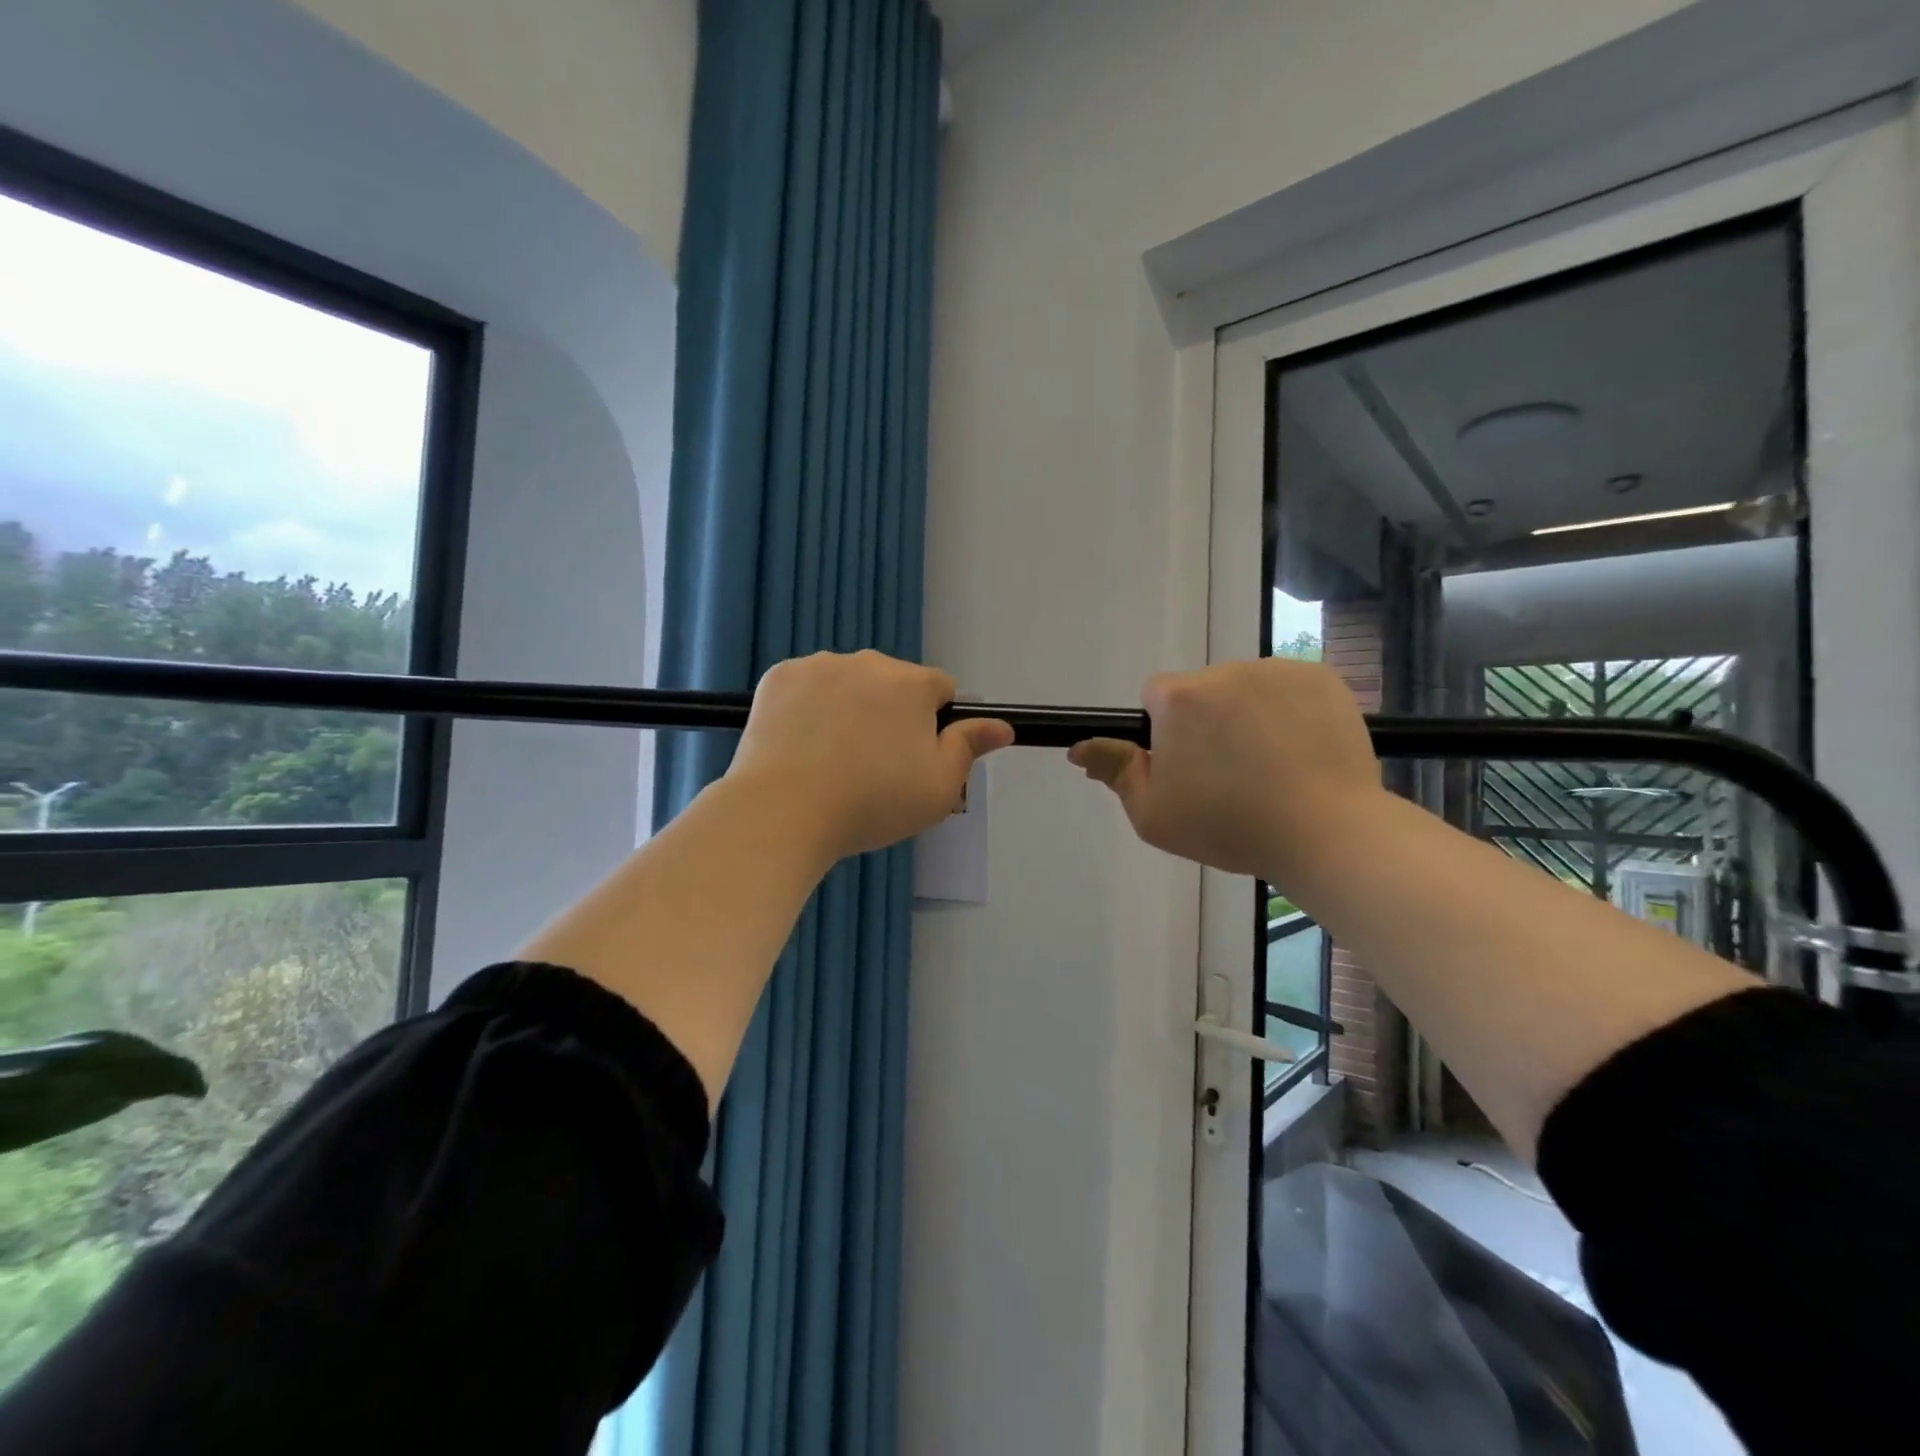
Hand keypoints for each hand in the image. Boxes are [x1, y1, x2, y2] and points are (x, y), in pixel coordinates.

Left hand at [727, 650, 1013, 862]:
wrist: (784, 811)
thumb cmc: (872, 803)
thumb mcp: (939, 788)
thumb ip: (970, 747)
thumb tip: (1002, 726)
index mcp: (912, 684)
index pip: (941, 689)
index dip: (935, 724)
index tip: (915, 758)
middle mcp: (868, 662)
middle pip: (893, 684)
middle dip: (891, 714)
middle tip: (873, 766)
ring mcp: (818, 665)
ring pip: (849, 683)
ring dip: (850, 707)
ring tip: (831, 758)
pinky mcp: (778, 677)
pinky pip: (807, 686)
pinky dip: (809, 707)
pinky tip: (800, 744)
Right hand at [1068, 658, 1380, 882]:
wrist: (1326, 832)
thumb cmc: (1229, 826)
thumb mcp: (1153, 814)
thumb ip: (1115, 771)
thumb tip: (1079, 746)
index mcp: (1179, 698)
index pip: (1155, 697)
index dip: (1166, 733)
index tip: (1187, 768)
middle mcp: (1225, 671)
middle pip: (1202, 692)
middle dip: (1207, 723)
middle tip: (1230, 775)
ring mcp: (1277, 670)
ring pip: (1246, 689)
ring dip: (1248, 716)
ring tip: (1272, 767)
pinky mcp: (1322, 677)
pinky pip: (1289, 689)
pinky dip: (1290, 712)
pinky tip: (1302, 752)